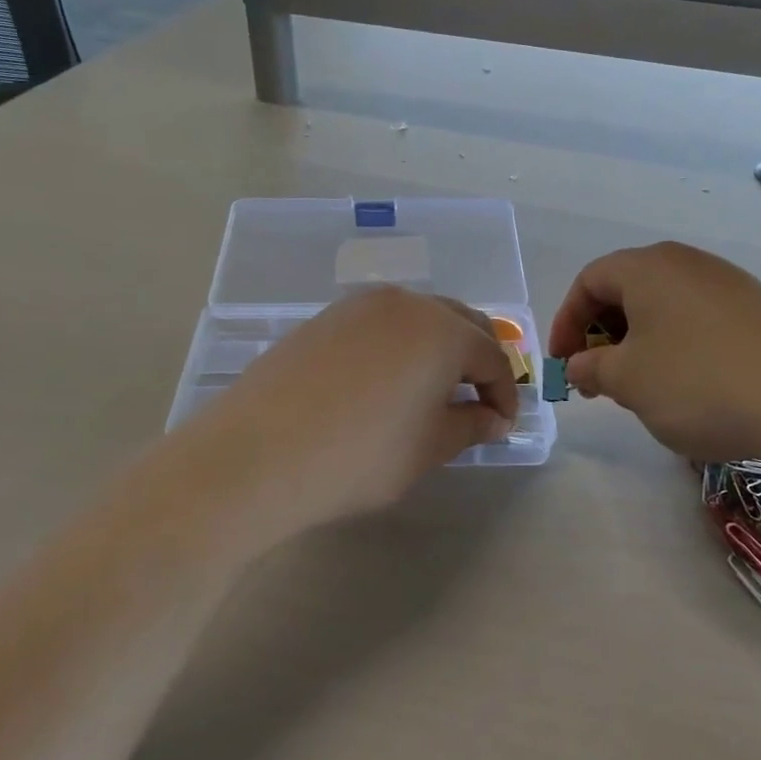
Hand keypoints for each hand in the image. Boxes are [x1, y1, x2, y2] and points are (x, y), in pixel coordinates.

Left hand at [179, 286, 519, 534]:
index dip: (503, 392)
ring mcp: (359, 306)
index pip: (490, 357)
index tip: (501, 425)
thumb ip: (469, 425)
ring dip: (437, 348)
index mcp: (441, 331)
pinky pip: (379, 324)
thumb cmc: (359, 456)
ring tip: (432, 390)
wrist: (258, 454)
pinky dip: (398, 345)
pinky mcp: (324, 318)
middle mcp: (405, 303)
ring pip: (417, 317)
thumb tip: (492, 417)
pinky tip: (386, 380)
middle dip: (476, 360)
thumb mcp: (428, 449)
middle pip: (459, 323)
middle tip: (476, 401)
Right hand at [548, 242, 760, 464]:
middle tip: (597, 378)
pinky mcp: (759, 310)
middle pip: (627, 289)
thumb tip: (580, 363)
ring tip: (640, 386)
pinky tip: (688, 385)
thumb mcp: (628, 381)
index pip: (588, 280)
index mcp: (647, 267)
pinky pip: (698, 319)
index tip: (563, 363)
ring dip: (639, 342)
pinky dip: (676, 345)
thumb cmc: (699, 383)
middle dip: (602, 333)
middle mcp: (688, 263)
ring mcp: (729, 283)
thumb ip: (591, 367)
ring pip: (664, 306)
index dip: (566, 321)